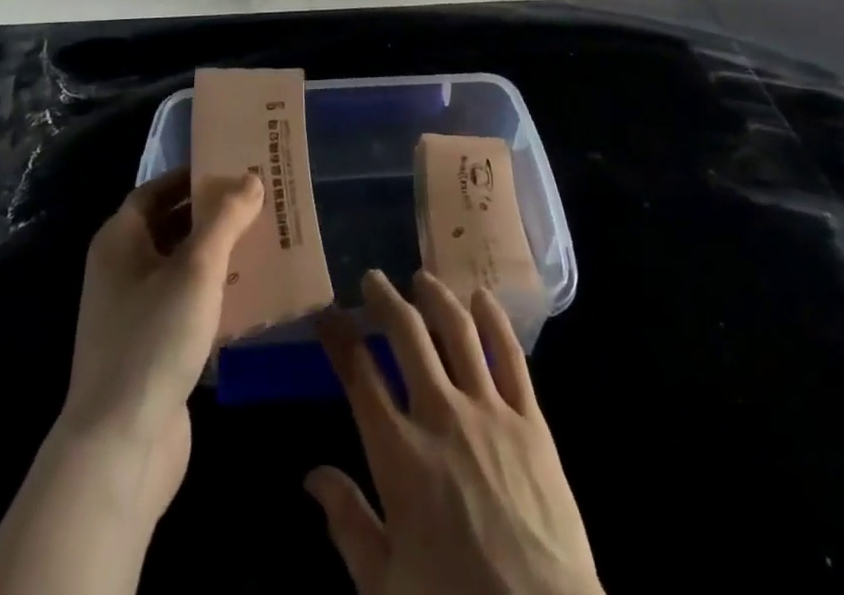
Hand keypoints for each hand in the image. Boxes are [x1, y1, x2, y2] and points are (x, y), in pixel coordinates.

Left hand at [0, 170, 261, 594]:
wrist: (120, 448)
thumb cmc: (154, 339)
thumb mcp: (197, 268)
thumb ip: (225, 218)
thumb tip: (251, 178)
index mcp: (120, 242)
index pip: (156, 191)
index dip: (192, 177)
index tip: (235, 168)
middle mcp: (122, 271)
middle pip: (172, 227)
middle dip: (214, 214)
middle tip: (261, 201)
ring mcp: (136, 314)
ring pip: (184, 268)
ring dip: (221, 254)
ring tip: (267, 240)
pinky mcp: (154, 350)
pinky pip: (189, 305)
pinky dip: (218, 294)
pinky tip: (255, 293)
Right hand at [307, 270, 601, 594]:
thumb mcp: (384, 586)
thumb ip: (348, 524)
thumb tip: (312, 476)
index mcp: (399, 454)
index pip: (360, 375)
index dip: (339, 337)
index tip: (327, 313)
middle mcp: (440, 415)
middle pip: (407, 335)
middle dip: (385, 300)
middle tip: (373, 279)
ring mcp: (489, 410)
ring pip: (457, 331)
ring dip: (436, 297)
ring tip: (422, 278)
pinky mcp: (530, 418)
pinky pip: (510, 355)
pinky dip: (494, 320)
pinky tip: (482, 297)